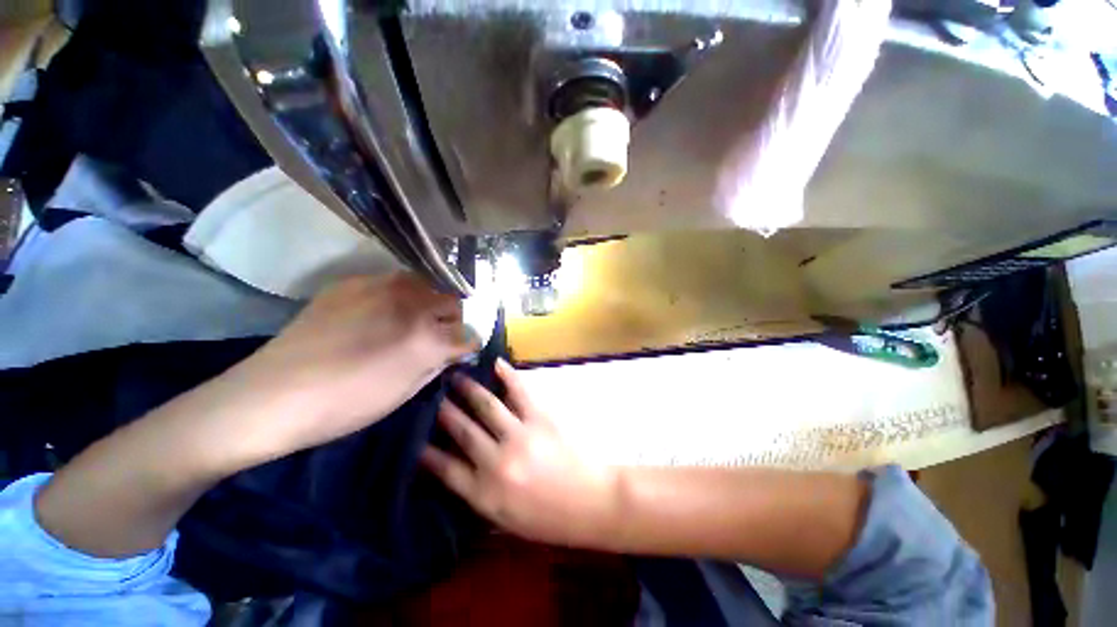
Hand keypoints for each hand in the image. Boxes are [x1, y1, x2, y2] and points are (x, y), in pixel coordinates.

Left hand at [226, 273, 476, 458]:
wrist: (274, 394)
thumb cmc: (348, 404)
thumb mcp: (407, 391)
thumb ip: (439, 363)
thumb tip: (456, 348)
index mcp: (429, 338)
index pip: (471, 331)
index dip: (472, 340)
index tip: (466, 346)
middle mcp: (413, 304)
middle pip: (456, 300)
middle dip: (457, 316)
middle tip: (445, 331)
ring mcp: (383, 286)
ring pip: (429, 283)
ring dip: (433, 299)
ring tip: (419, 315)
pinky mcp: (355, 281)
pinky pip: (395, 280)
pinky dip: (402, 293)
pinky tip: (385, 309)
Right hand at [421, 359, 619, 547]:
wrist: (594, 501)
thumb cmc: (552, 519)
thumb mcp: (509, 522)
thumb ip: (482, 498)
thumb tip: (461, 474)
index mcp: (485, 494)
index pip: (446, 469)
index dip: (427, 453)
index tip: (415, 440)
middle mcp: (496, 462)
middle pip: (462, 431)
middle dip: (444, 412)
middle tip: (433, 397)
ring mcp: (519, 436)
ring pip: (485, 406)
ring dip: (468, 390)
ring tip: (456, 377)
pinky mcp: (541, 417)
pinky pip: (519, 390)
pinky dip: (507, 374)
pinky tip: (495, 363)